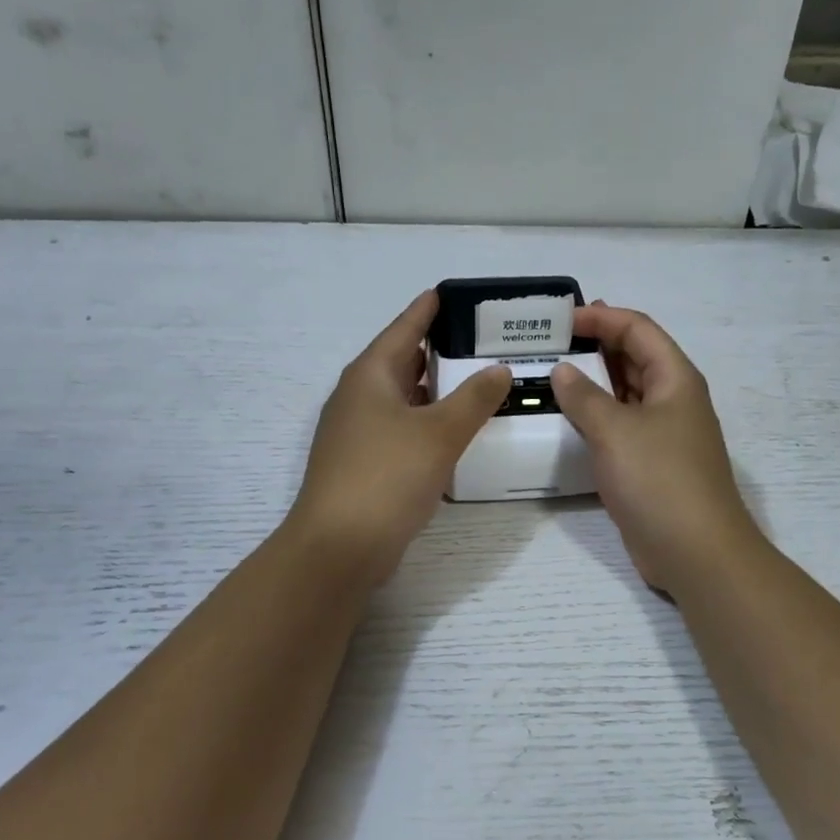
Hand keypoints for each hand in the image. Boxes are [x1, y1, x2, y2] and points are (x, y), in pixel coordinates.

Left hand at [290, 292, 511, 585]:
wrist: (340, 546)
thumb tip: (500, 369)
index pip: (404, 328)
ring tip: (476, 379)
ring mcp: (358, 433)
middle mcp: (359, 397)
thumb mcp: (439, 433)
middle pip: (402, 361)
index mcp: (370, 376)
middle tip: (480, 340)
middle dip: (438, 349)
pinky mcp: (364, 464)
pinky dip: (428, 422)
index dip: (428, 309)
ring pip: (403, 398)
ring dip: (435, 389)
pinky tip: (453, 430)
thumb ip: (475, 398)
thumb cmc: (387, 476)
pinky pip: (401, 428)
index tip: (452, 293)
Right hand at [551, 304, 761, 594]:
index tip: (560, 320)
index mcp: (675, 378)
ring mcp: (663, 434)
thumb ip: (584, 397)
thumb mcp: (615, 431)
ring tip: (549, 377)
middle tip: (549, 344)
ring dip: (592, 384)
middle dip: (595, 346)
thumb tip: (562, 371)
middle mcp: (672, 400)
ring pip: (625, 395)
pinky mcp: (650, 465)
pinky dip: (594, 419)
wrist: (695, 551)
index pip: (638, 329)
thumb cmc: (659, 479)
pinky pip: (619, 428)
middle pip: (633, 358)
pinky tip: (565, 422)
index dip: (601, 318)